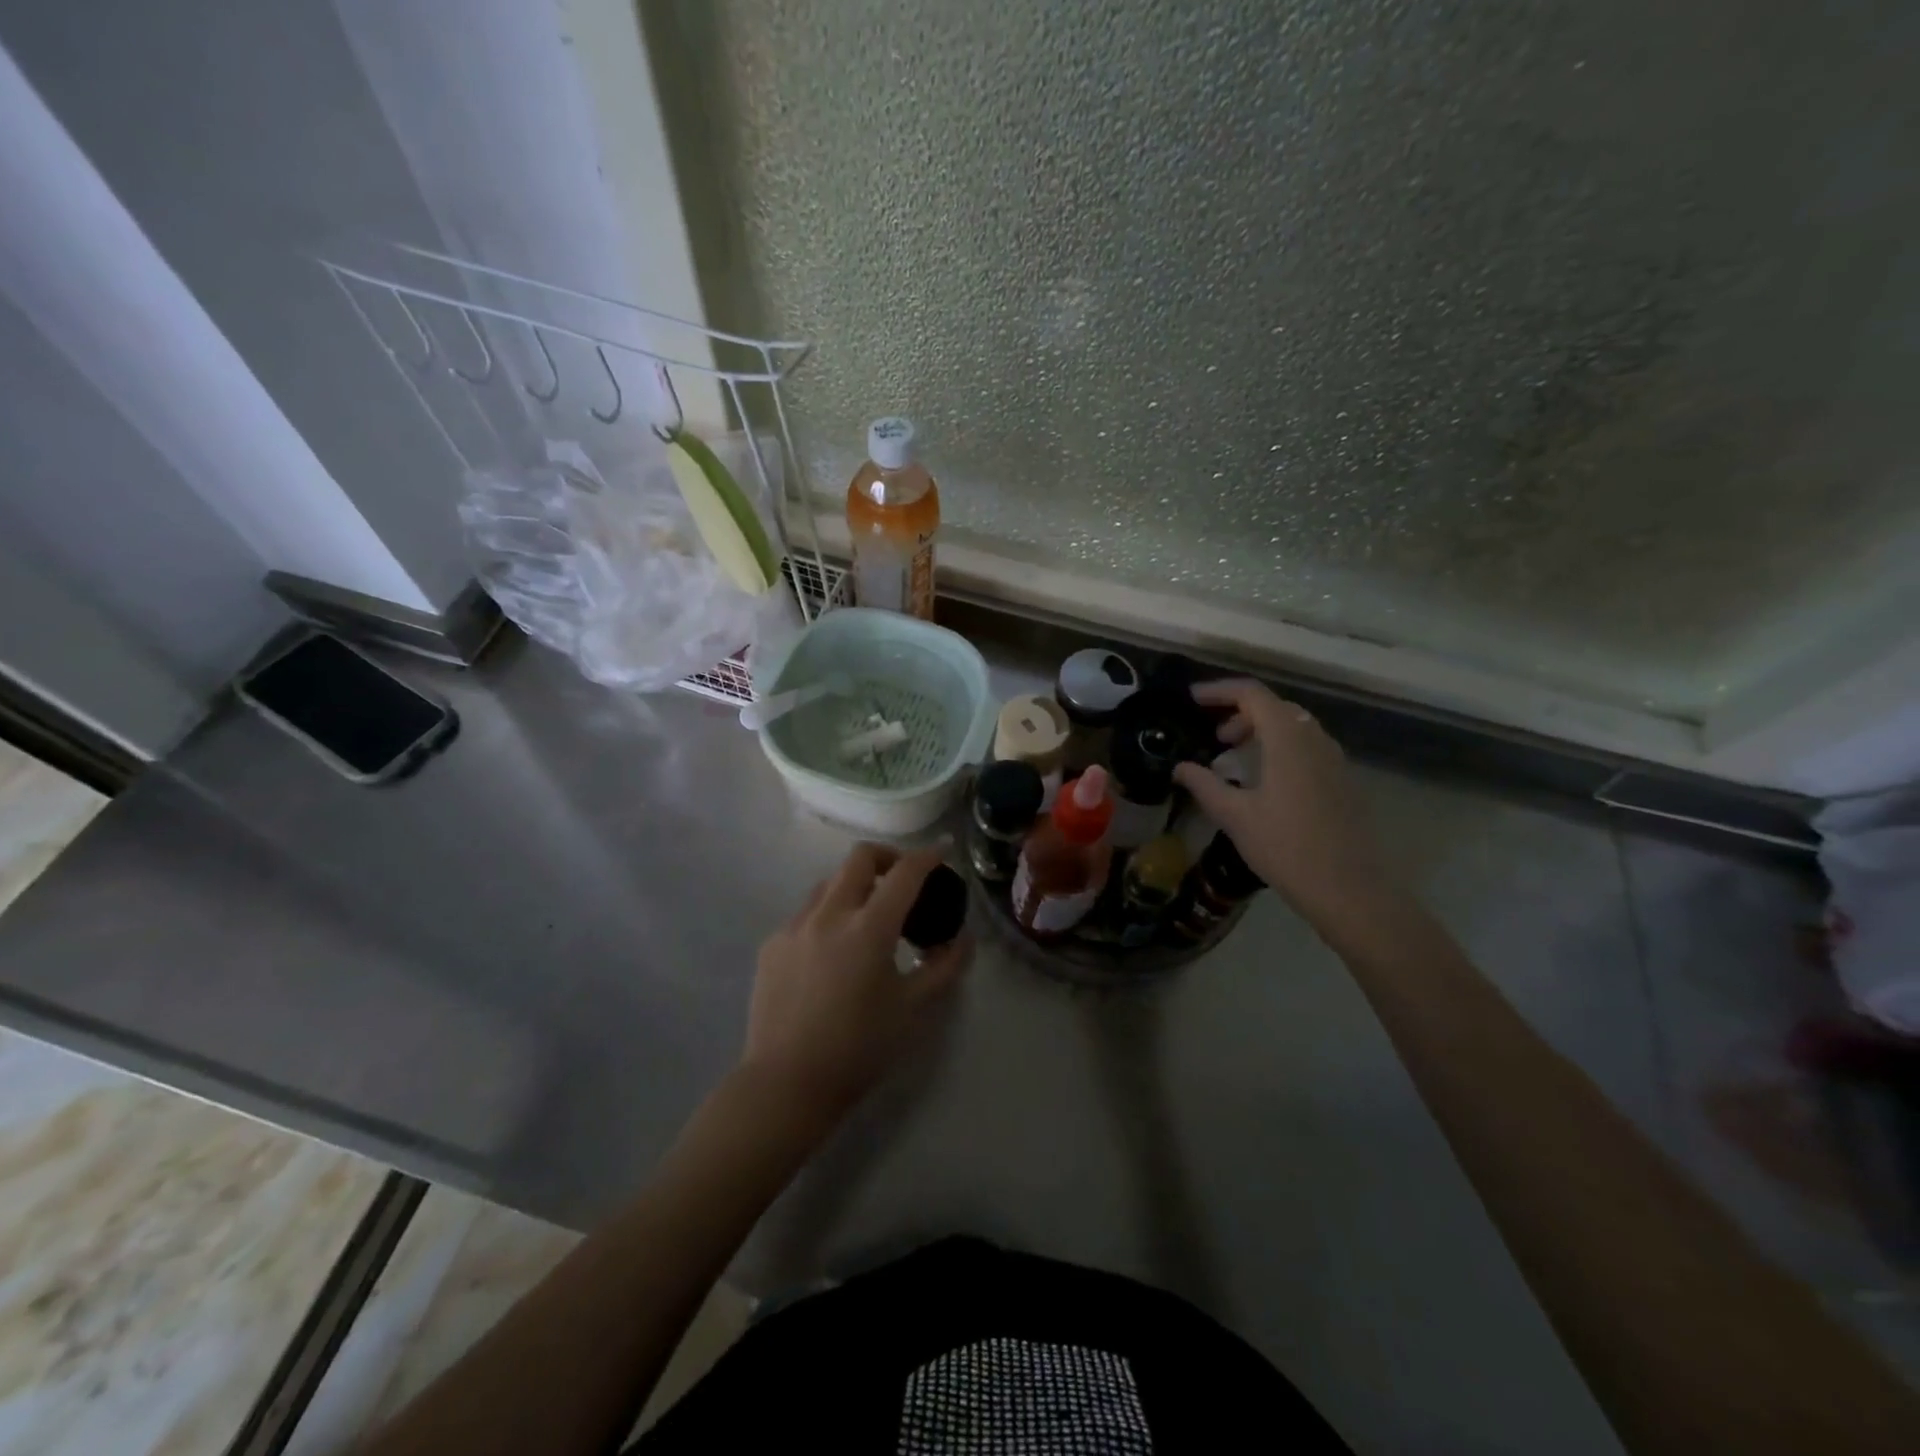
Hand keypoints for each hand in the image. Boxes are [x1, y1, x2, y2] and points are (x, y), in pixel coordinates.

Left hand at [741, 843, 970, 1122]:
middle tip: (904, 880)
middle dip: (888, 857)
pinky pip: (806, 913)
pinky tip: (833, 951)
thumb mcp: (913, 1008)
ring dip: (855, 885)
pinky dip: (828, 915)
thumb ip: (944, 967)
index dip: (928, 856)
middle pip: (860, 858)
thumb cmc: (859, 1047)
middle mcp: (829, 914)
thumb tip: (962, 939)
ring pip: (829, 882)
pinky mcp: (772, 944)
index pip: (905, 872)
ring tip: (868, 917)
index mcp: (869, 927)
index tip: (942, 853)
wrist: (787, 1083)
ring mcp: (795, 926)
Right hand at [1171, 679, 1394, 928]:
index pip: (1251, 694)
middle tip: (1213, 737)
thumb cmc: (1286, 847)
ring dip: (1261, 730)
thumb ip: (1204, 784)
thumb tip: (1179, 767)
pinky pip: (1306, 746)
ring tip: (1235, 756)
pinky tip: (1265, 779)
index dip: (1219, 691)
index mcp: (1287, 738)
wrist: (1348, 888)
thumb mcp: (1235, 816)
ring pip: (1293, 725)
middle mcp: (1314, 738)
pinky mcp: (1342, 780)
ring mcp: (1333, 759)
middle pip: (1274, 706)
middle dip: (1239, 712)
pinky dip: (1280, 747)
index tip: (1192, 700)